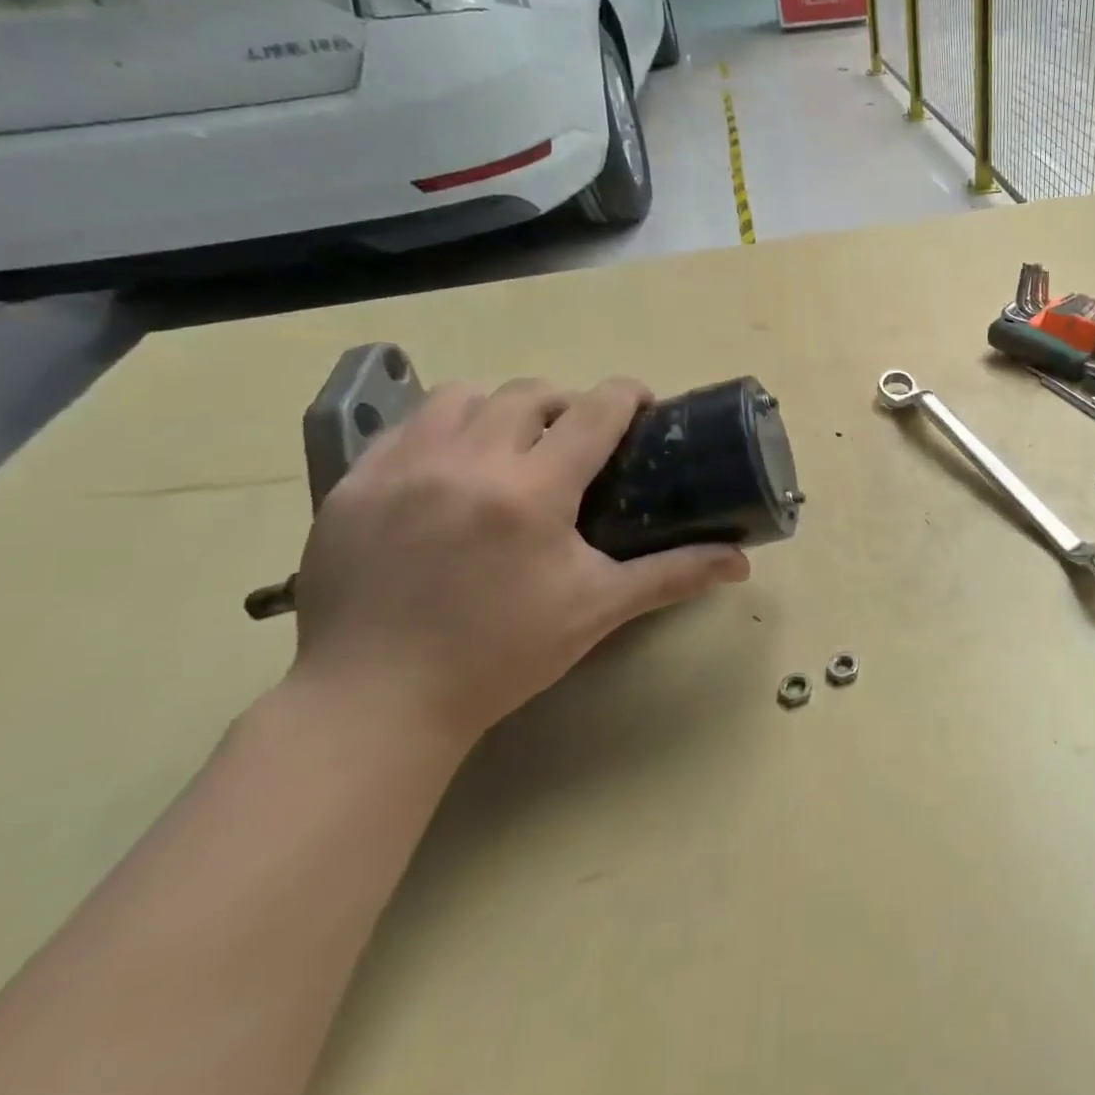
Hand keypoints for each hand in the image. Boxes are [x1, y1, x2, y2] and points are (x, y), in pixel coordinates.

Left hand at [290, 377, 749, 747]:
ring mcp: (402, 468)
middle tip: (578, 439)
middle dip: (566, 403)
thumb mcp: (598, 609)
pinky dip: (441, 431)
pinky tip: (450, 470)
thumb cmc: (501, 654)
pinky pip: (405, 426)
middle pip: (530, 392)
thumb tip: (742, 563)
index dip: (627, 395)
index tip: (642, 405)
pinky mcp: (353, 484)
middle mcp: (467, 461)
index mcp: (532, 491)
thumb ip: (673, 574)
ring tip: (510, 446)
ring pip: (462, 396)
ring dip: (499, 409)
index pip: (594, 410)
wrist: (376, 702)